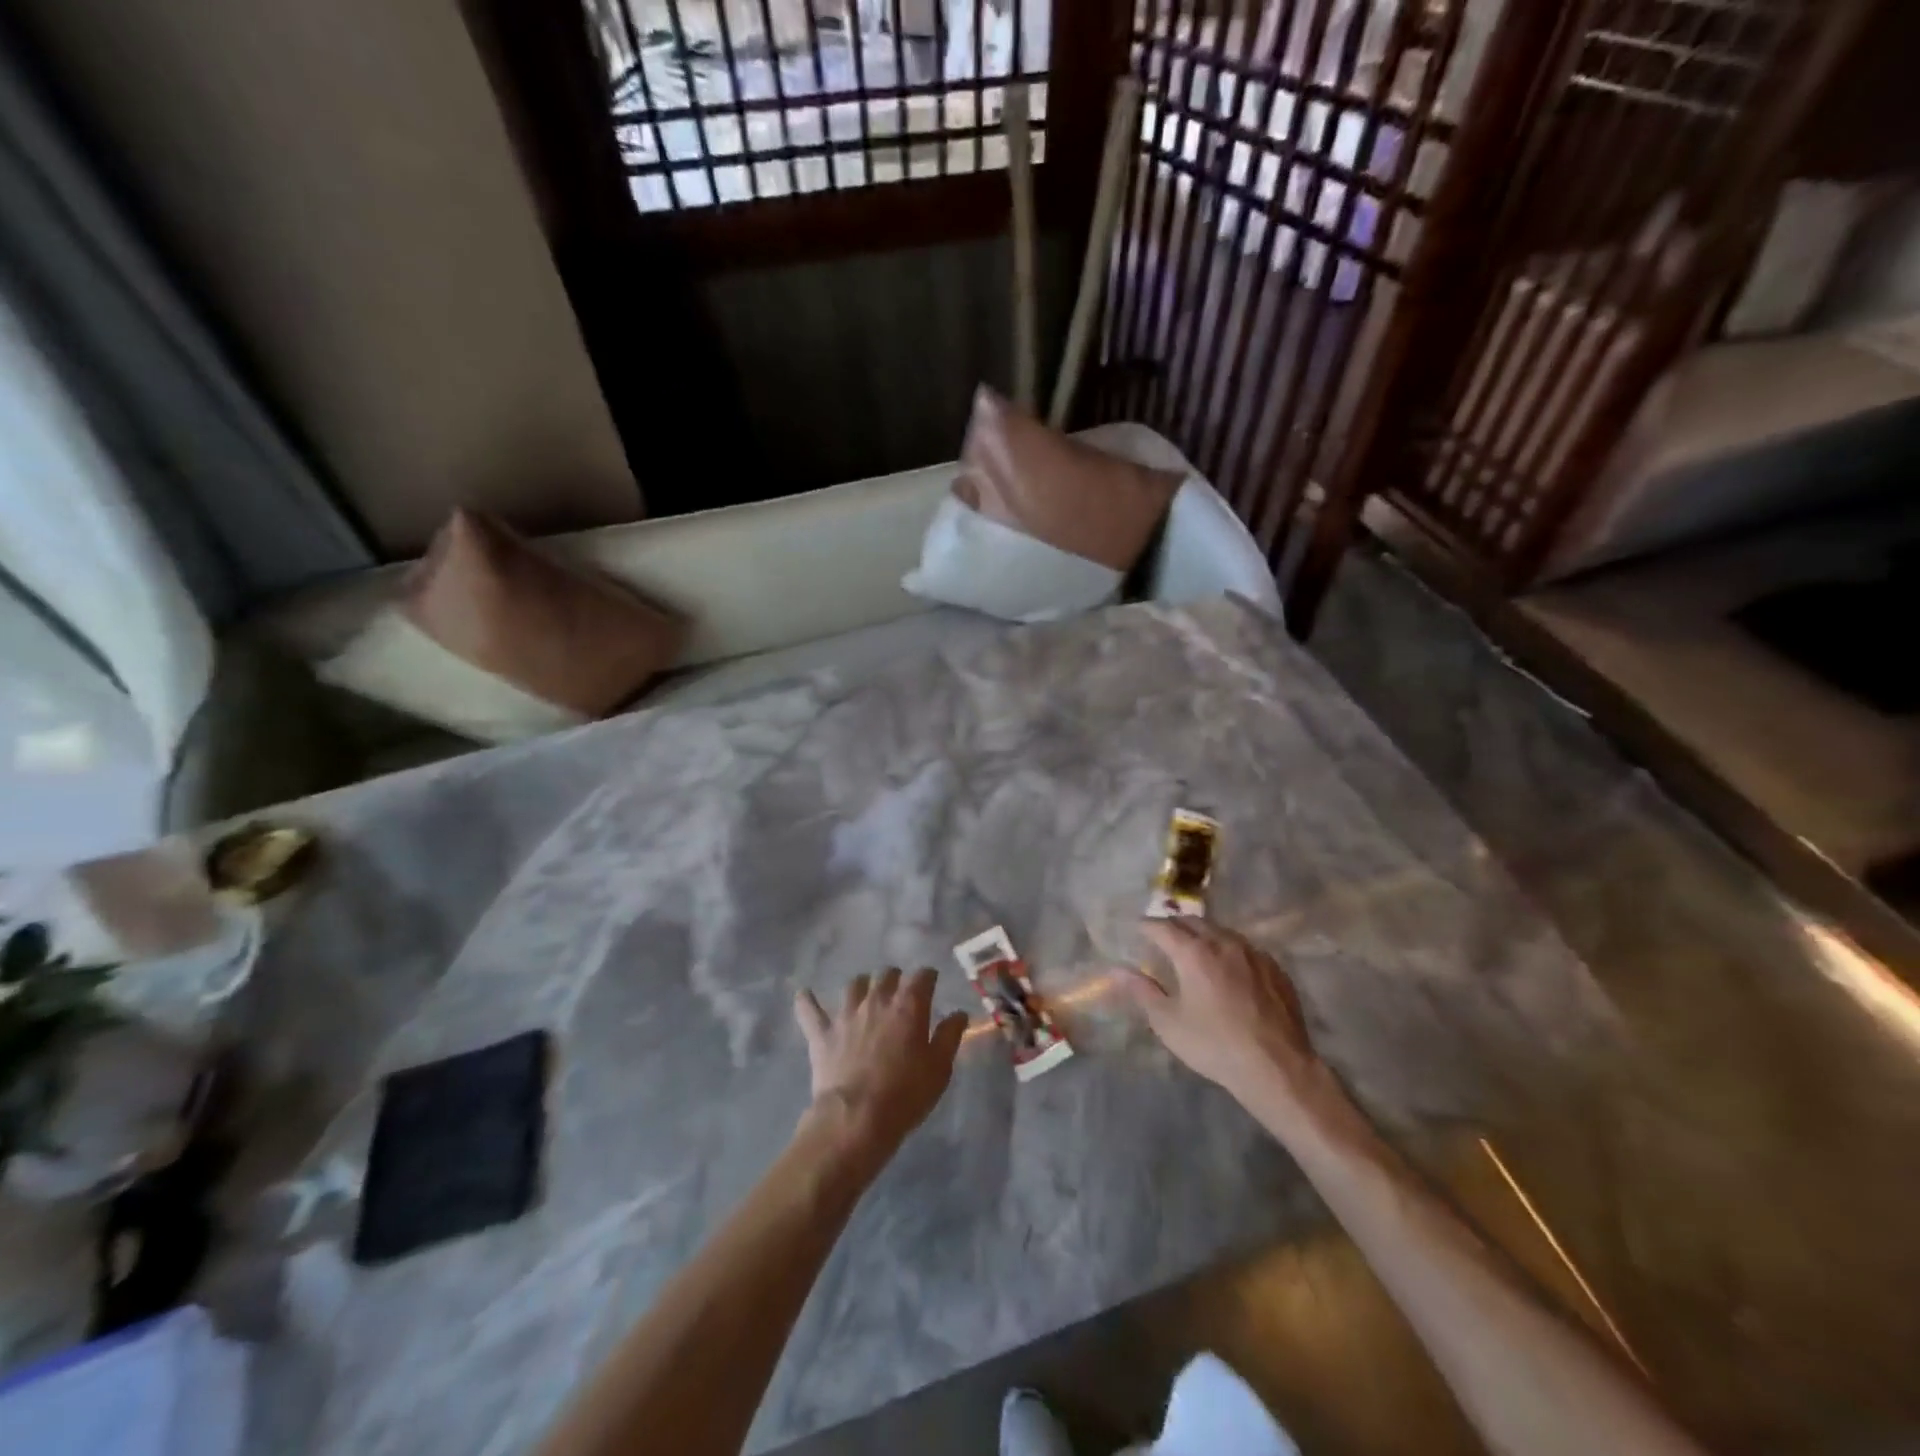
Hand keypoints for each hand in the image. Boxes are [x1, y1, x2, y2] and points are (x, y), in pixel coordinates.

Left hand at [794, 968, 968, 1167]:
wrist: (855, 1119)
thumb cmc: (905, 1095)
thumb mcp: (939, 1068)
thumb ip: (950, 1036)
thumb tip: (958, 1013)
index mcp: (908, 1006)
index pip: (922, 976)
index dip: (928, 977)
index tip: (931, 984)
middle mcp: (876, 1000)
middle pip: (887, 975)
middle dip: (896, 979)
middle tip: (900, 993)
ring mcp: (845, 1015)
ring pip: (854, 985)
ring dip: (863, 986)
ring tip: (866, 994)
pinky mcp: (821, 1033)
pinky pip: (810, 1010)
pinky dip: (807, 1002)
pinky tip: (805, 995)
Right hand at [1122, 918, 1325, 1112]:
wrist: (1277, 1067)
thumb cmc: (1214, 1045)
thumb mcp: (1168, 1023)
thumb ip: (1142, 991)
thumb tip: (1117, 970)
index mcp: (1193, 952)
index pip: (1162, 927)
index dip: (1146, 926)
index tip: (1137, 929)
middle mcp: (1223, 943)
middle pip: (1193, 922)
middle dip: (1175, 925)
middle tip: (1163, 936)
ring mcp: (1253, 953)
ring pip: (1222, 932)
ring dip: (1204, 934)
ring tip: (1195, 948)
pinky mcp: (1275, 969)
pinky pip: (1245, 948)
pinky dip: (1229, 950)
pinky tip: (1230, 968)